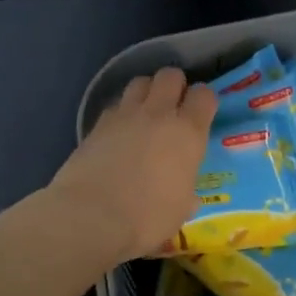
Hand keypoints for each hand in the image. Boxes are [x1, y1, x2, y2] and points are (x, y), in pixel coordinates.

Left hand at [48, 67, 217, 263]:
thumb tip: (189, 198)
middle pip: (170, 76)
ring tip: (146, 112)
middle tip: (174, 106)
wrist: (90, 217)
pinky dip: (121, 112)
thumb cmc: (147, 218)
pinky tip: (120, 131)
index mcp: (188, 134)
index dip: (204, 100)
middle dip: (175, 85)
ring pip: (140, 81)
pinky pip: (115, 105)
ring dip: (147, 92)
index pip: (205, 95)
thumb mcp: (179, 211)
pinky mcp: (97, 124)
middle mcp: (159, 115)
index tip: (202, 114)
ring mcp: (125, 116)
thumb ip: (187, 195)